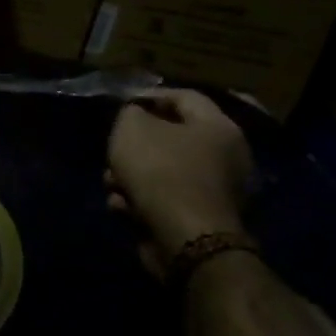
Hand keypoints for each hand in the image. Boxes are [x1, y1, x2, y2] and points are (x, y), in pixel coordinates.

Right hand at [104, 89, 252, 277]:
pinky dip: (140, 201)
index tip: (121, 104)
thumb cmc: (161, 171)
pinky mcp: (198, 219)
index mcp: (218, 127)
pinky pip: (163, 200)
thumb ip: (130, 113)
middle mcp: (225, 156)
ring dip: (130, 176)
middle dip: (134, 146)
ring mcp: (214, 191)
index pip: (184, 96)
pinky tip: (122, 207)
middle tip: (113, 149)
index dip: (149, 96)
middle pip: (169, 138)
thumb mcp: (132, 129)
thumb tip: (135, 116)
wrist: (184, 239)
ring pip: (161, 172)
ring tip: (111, 184)